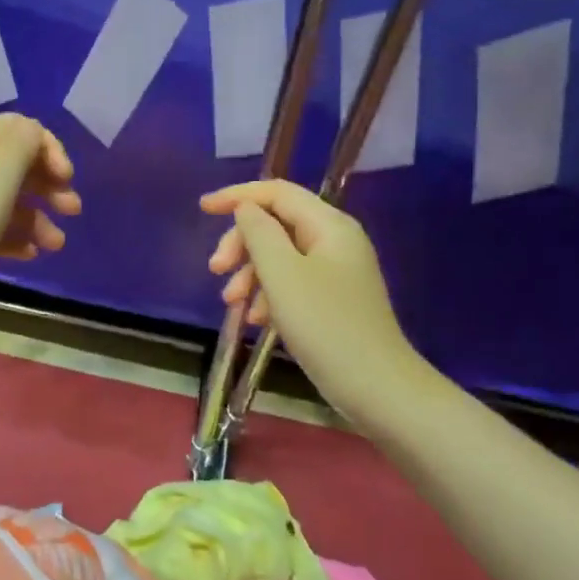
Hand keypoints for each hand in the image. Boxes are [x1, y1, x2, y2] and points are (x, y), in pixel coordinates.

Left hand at [0, 114, 80, 325]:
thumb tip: (34, 135)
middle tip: (71, 209)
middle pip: (14, 164)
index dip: (48, 147)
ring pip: (7, 201)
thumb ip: (21, 144)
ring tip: (56, 245)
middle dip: (48, 183)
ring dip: (37, 217)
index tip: (65, 177)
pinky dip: (16, 239)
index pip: (17, 128)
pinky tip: (31, 256)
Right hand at [201, 180, 423, 424]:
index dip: (237, 196)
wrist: (376, 387)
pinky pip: (290, 282)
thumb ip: (259, 233)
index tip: (202, 210)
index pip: (277, 193)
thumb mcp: (282, 274)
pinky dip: (268, 294)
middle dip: (241, 244)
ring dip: (250, 273)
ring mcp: (335, 271)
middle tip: (215, 270)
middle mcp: (334, 240)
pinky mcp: (331, 299)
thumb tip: (245, 209)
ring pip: (279, 256)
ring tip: (230, 303)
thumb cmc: (325, 325)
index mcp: (328, 225)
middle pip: (275, 224)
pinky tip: (255, 320)